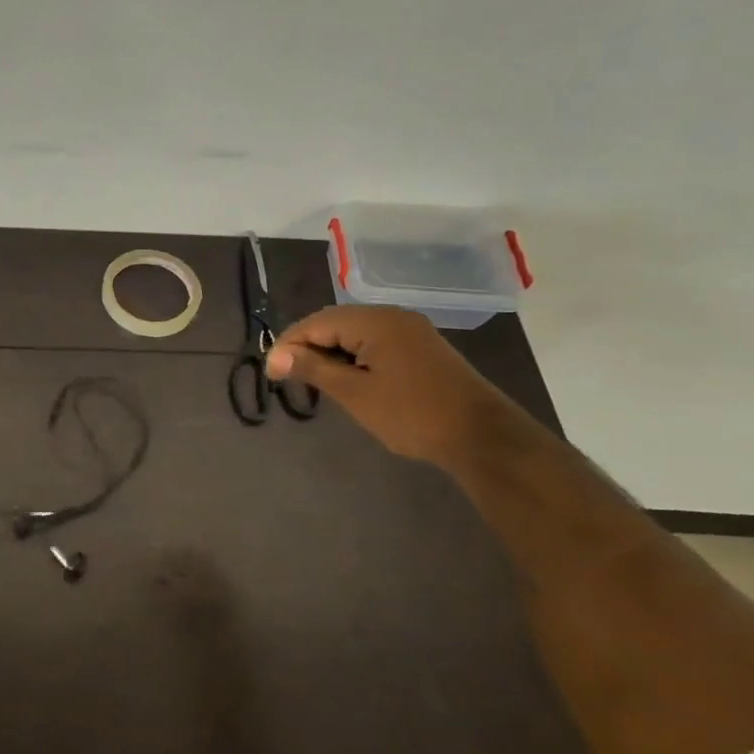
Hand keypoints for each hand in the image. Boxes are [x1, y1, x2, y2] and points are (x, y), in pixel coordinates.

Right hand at [266, 306, 516, 465]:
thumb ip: (313, 369)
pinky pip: (374, 342)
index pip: (316, 323)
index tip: (271, 373)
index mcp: (375, 321)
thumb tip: (277, 355)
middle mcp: (392, 317)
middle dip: (307, 346)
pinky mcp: (420, 348)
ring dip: (329, 352)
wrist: (482, 437)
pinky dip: (352, 356)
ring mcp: (410, 331)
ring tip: (311, 379)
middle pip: (334, 322)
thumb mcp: (355, 393)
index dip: (289, 345)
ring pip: (354, 332)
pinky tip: (345, 378)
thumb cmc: (411, 414)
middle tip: (286, 376)